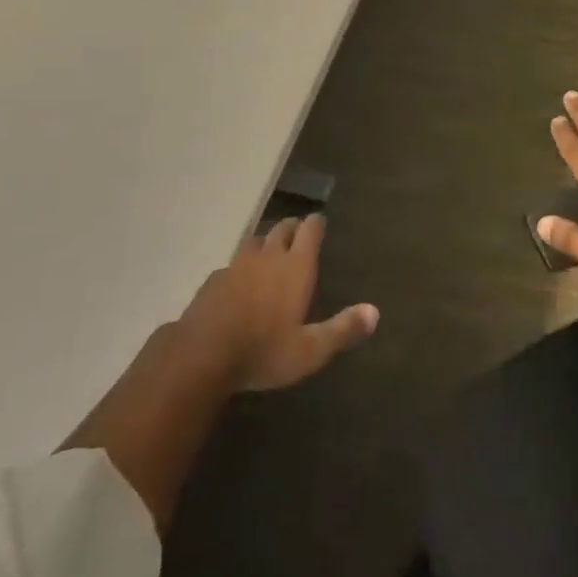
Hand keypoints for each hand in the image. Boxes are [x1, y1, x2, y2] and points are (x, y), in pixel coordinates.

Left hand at [180, 214, 378, 391]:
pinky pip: (233, 262)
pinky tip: (240, 280)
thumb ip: (342, 329)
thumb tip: (375, 311)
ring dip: (267, 241)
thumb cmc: (264, 351)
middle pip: (283, 227)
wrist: (202, 355)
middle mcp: (269, 256)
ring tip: (271, 251)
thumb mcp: (310, 350)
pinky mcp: (214, 279)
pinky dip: (242, 265)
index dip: (317, 223)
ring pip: (257, 240)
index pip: (310, 229)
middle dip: (293, 227)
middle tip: (299, 233)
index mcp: (295, 266)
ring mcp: (238, 264)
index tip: (320, 221)